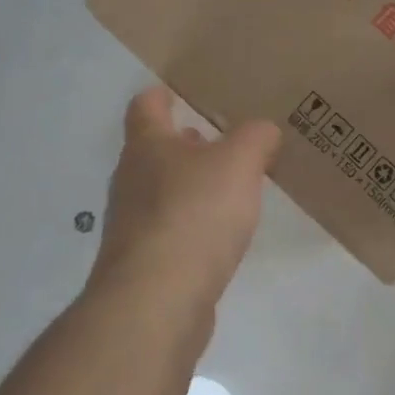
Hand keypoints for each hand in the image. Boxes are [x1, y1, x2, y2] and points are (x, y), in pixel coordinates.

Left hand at [91, 87, 281, 310]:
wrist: (156, 301)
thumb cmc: (194, 214)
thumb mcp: (239, 162)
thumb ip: (255, 138)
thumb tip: (263, 131)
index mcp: (147, 147)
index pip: (145, 107)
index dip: (160, 96)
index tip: (176, 93)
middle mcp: (131, 182)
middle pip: (153, 152)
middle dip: (185, 145)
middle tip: (219, 142)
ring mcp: (131, 227)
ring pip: (161, 194)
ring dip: (190, 187)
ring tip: (229, 190)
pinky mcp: (143, 265)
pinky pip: (169, 233)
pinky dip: (191, 227)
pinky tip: (219, 237)